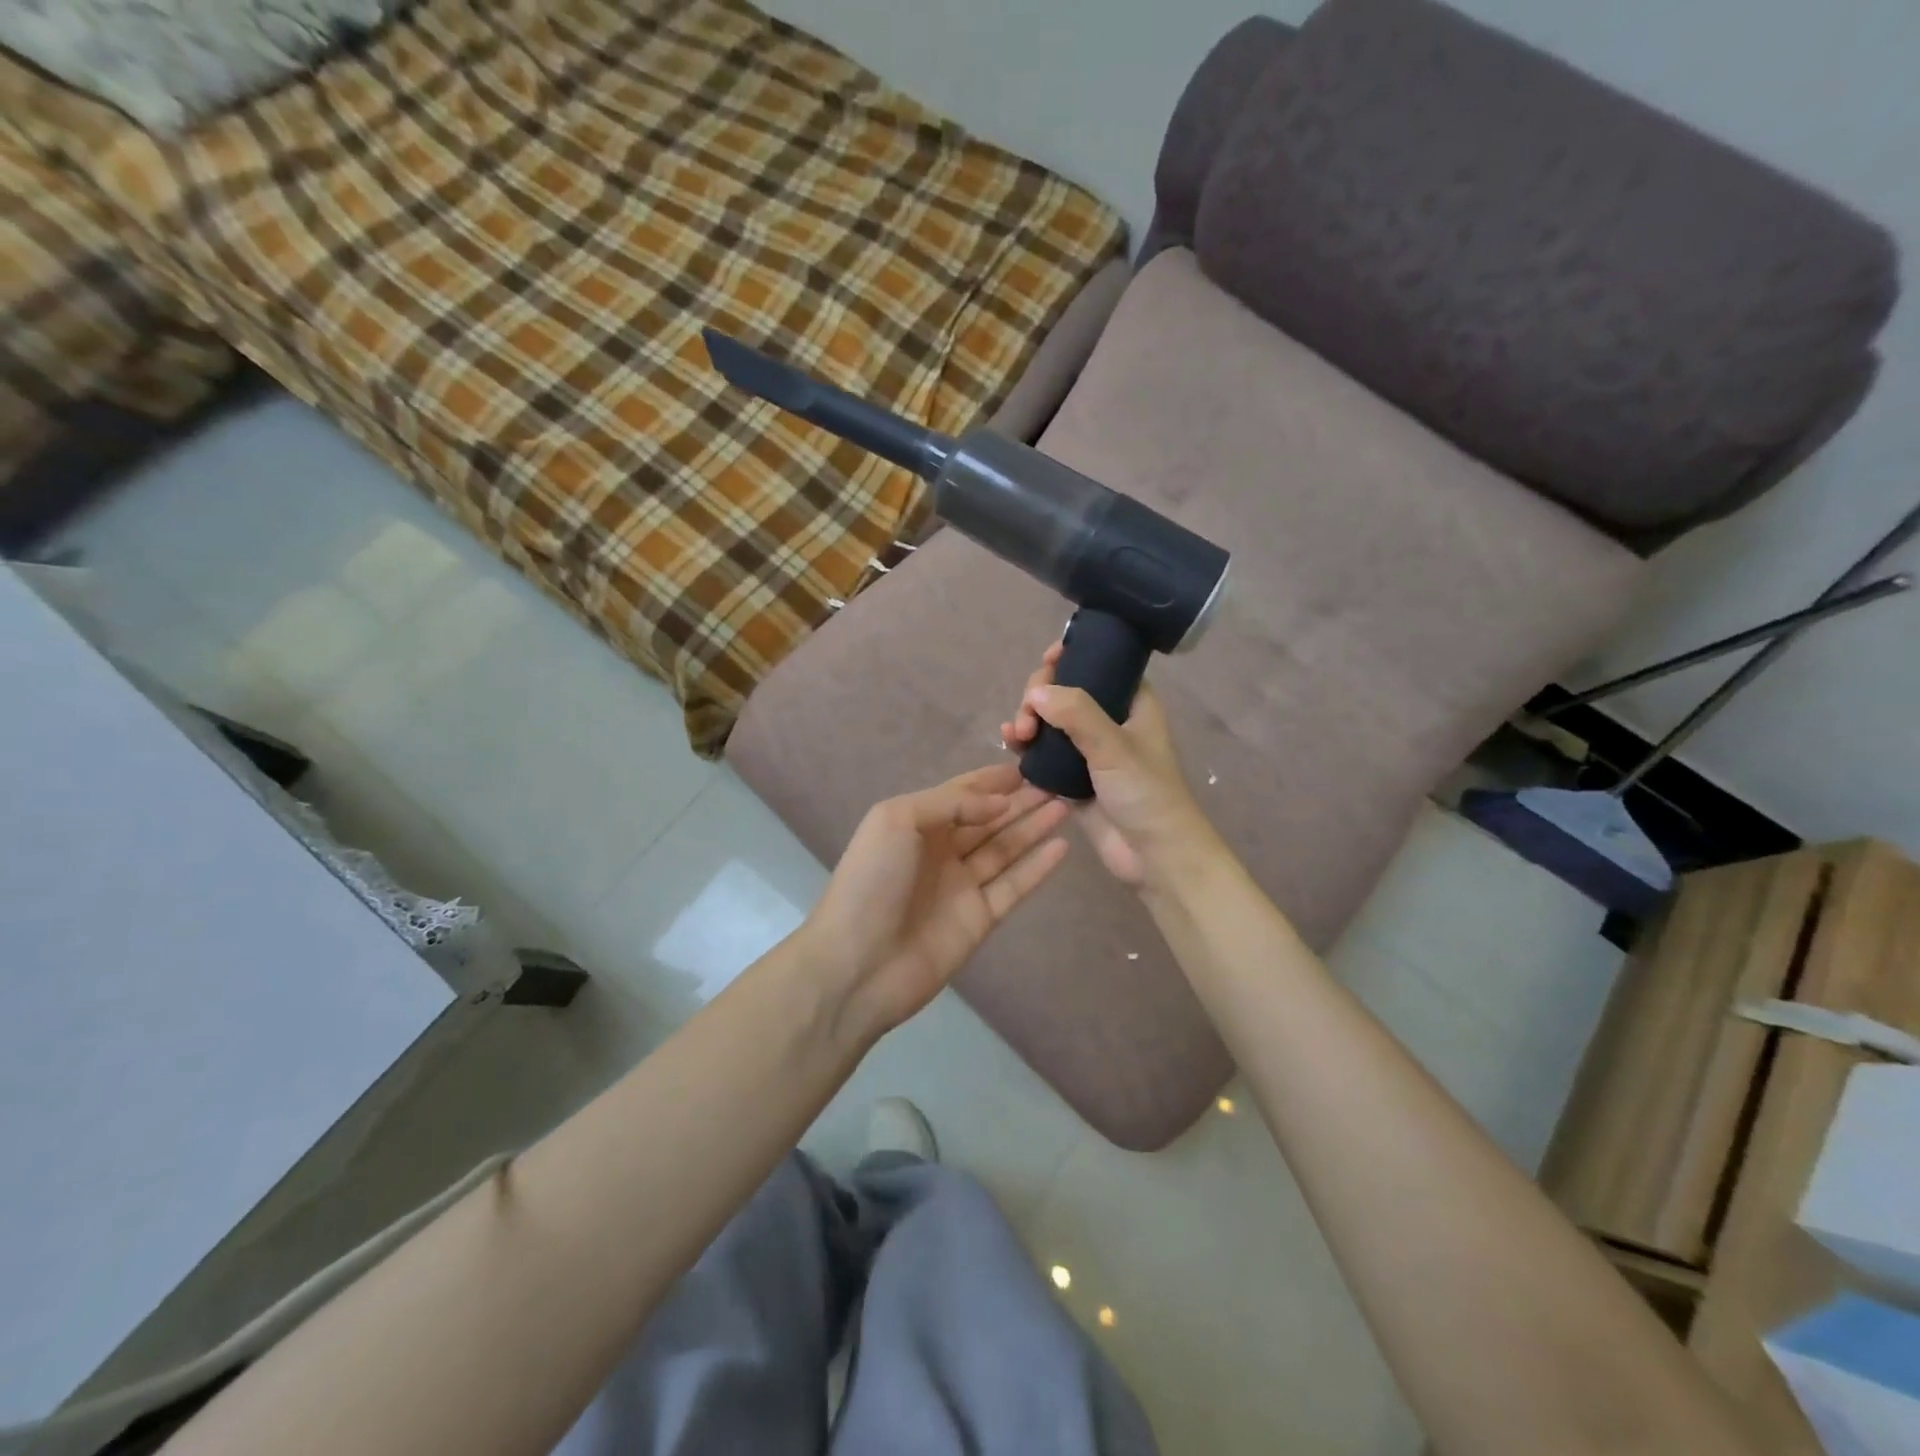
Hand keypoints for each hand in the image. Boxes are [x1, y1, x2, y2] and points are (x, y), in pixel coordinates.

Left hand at [801, 763, 1070, 1034]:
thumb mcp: (898, 820)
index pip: (961, 794)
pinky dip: (1037, 867)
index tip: (1028, 766)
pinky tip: (1061, 846)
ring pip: (1005, 849)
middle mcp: (940, 851)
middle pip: (988, 819)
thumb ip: (950, 802)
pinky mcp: (980, 919)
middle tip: (1058, 782)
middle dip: (1020, 801)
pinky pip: (1014, 886)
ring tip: (1066, 805)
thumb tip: (999, 803)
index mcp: (916, 824)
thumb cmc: (872, 880)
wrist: (858, 963)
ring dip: (1033, 827)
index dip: (991, 781)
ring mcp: (961, 886)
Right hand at [1000, 641, 1217, 890]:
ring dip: (1028, 720)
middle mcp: (1108, 720)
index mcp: (1131, 702)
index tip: (1047, 659)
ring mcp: (1088, 750)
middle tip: (1027, 718)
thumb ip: (1077, 714)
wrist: (1155, 856)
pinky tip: (1010, 745)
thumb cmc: (1147, 794)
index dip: (1071, 656)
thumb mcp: (1114, 747)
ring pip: (1049, 721)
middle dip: (1039, 696)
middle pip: (1064, 691)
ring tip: (1016, 736)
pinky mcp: (1070, 778)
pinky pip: (1042, 752)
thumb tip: (1036, 693)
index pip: (1097, 663)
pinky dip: (1025, 745)